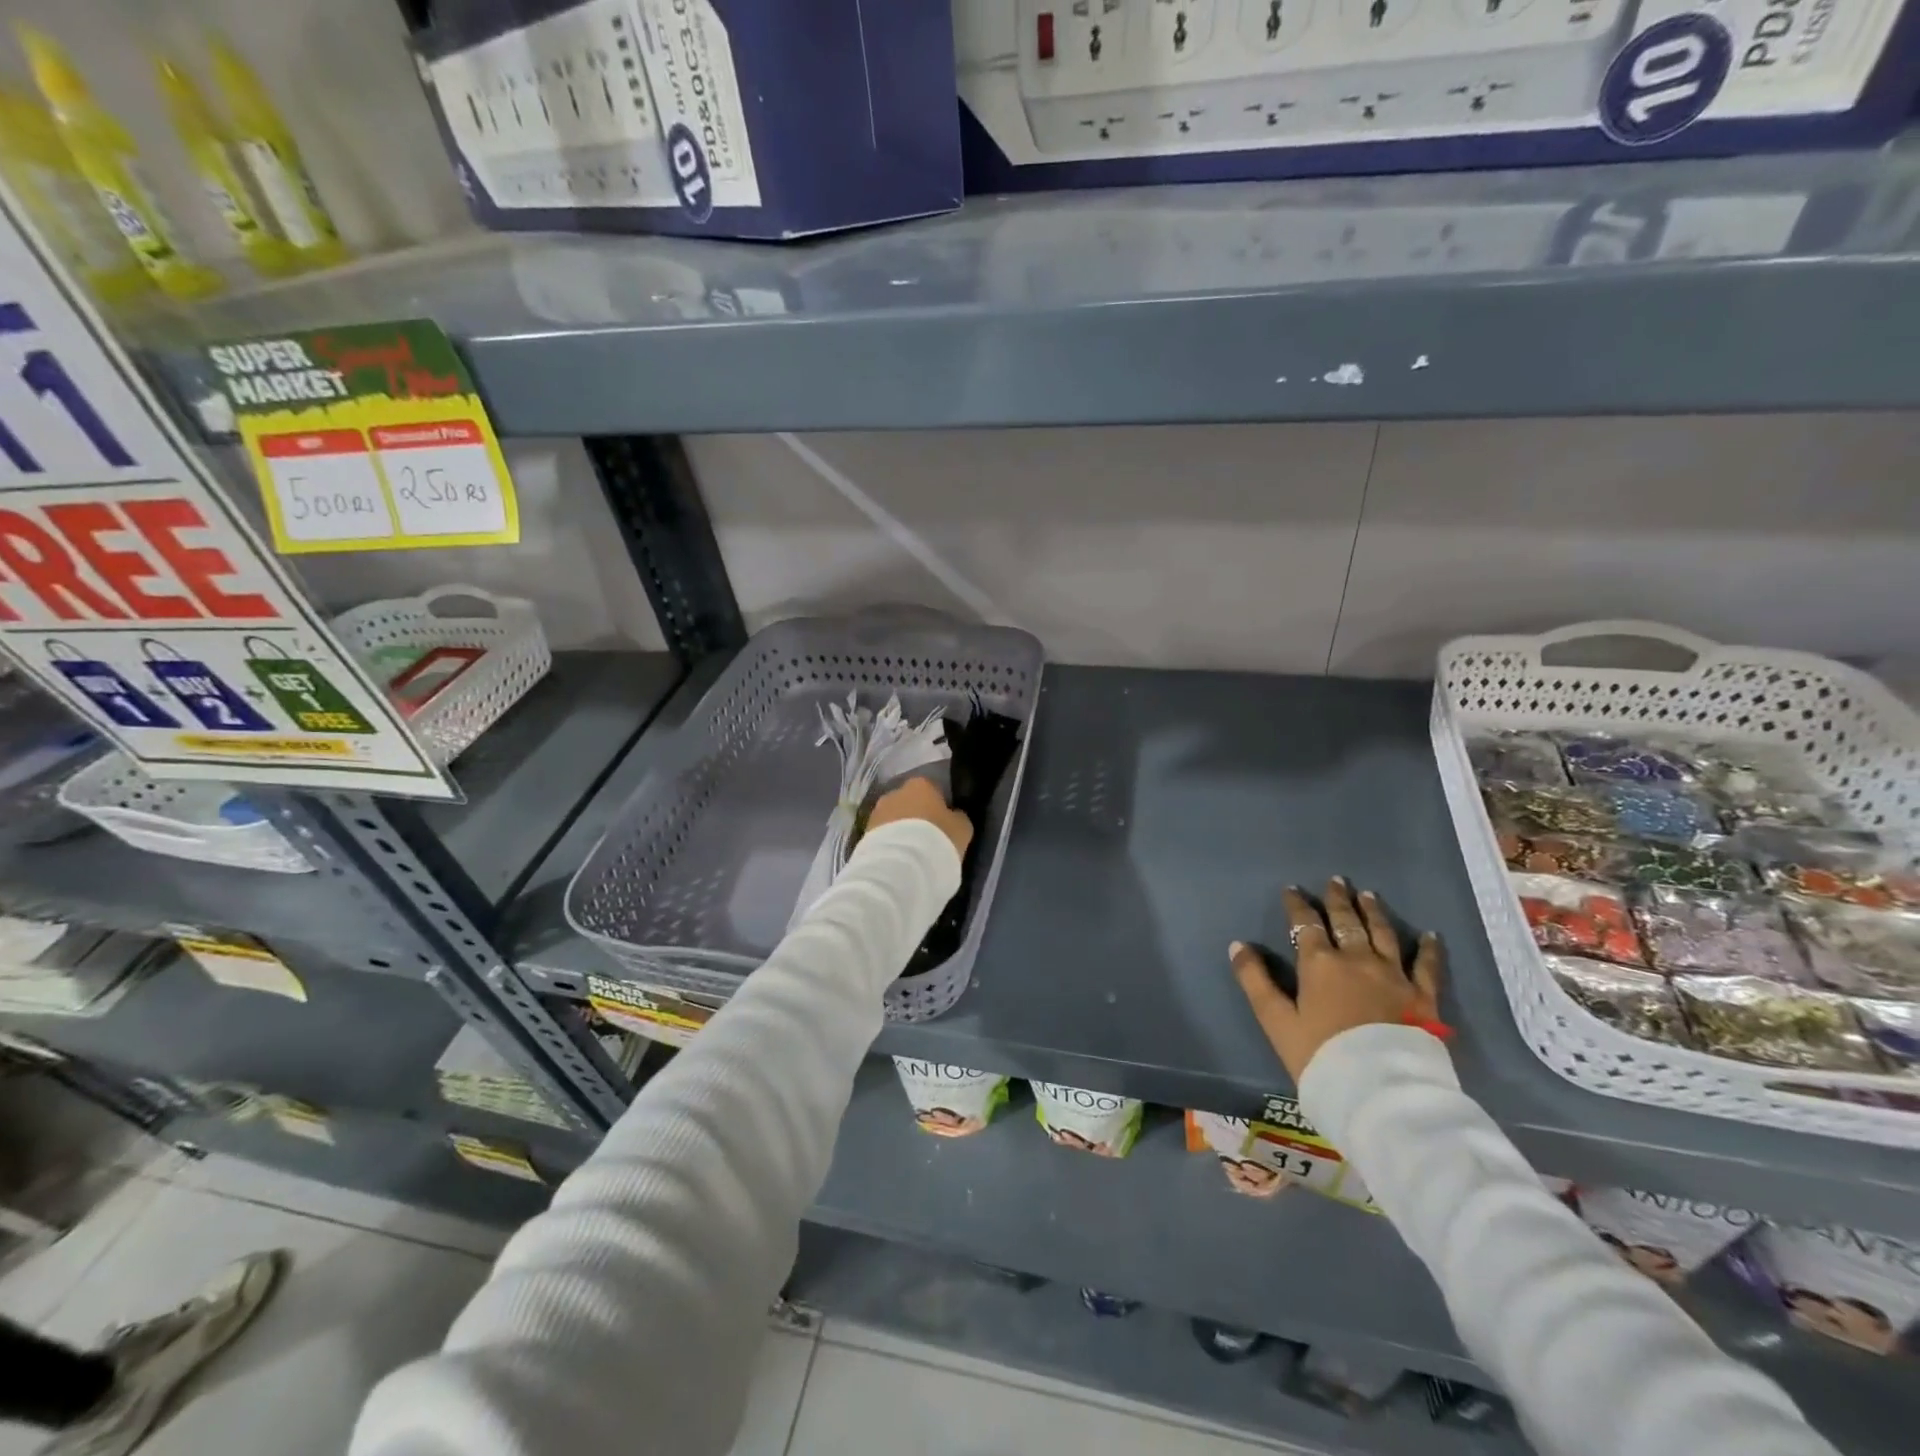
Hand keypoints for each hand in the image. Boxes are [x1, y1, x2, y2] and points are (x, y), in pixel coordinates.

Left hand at [867, 776, 972, 858]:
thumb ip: (957, 818)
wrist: (900, 866)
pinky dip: (891, 845)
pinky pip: (883, 837)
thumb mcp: (962, 829)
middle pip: (909, 802)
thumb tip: (953, 816)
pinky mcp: (864, 834)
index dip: (939, 807)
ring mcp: (876, 813)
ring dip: (901, 832)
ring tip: (912, 854)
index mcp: (921, 784)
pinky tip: (899, 861)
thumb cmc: (938, 840)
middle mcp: (894, 792)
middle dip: (917, 818)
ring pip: (894, 819)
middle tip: (928, 840)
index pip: (933, 789)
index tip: (944, 825)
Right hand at [1229, 878, 1444, 1082]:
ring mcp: (1394, 975)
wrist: (1378, 1090)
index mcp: (1320, 963)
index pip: (1306, 924)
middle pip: (1346, 921)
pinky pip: (1427, 966)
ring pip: (1383, 933)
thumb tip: (1237, 945)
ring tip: (1368, 895)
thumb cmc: (1319, 1054)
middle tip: (1336, 880)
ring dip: (1373, 912)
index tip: (1292, 889)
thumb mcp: (1276, 1020)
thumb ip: (1255, 980)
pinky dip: (1428, 948)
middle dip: (1338, 899)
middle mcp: (1358, 959)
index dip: (1298, 905)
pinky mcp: (1423, 996)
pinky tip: (1431, 935)